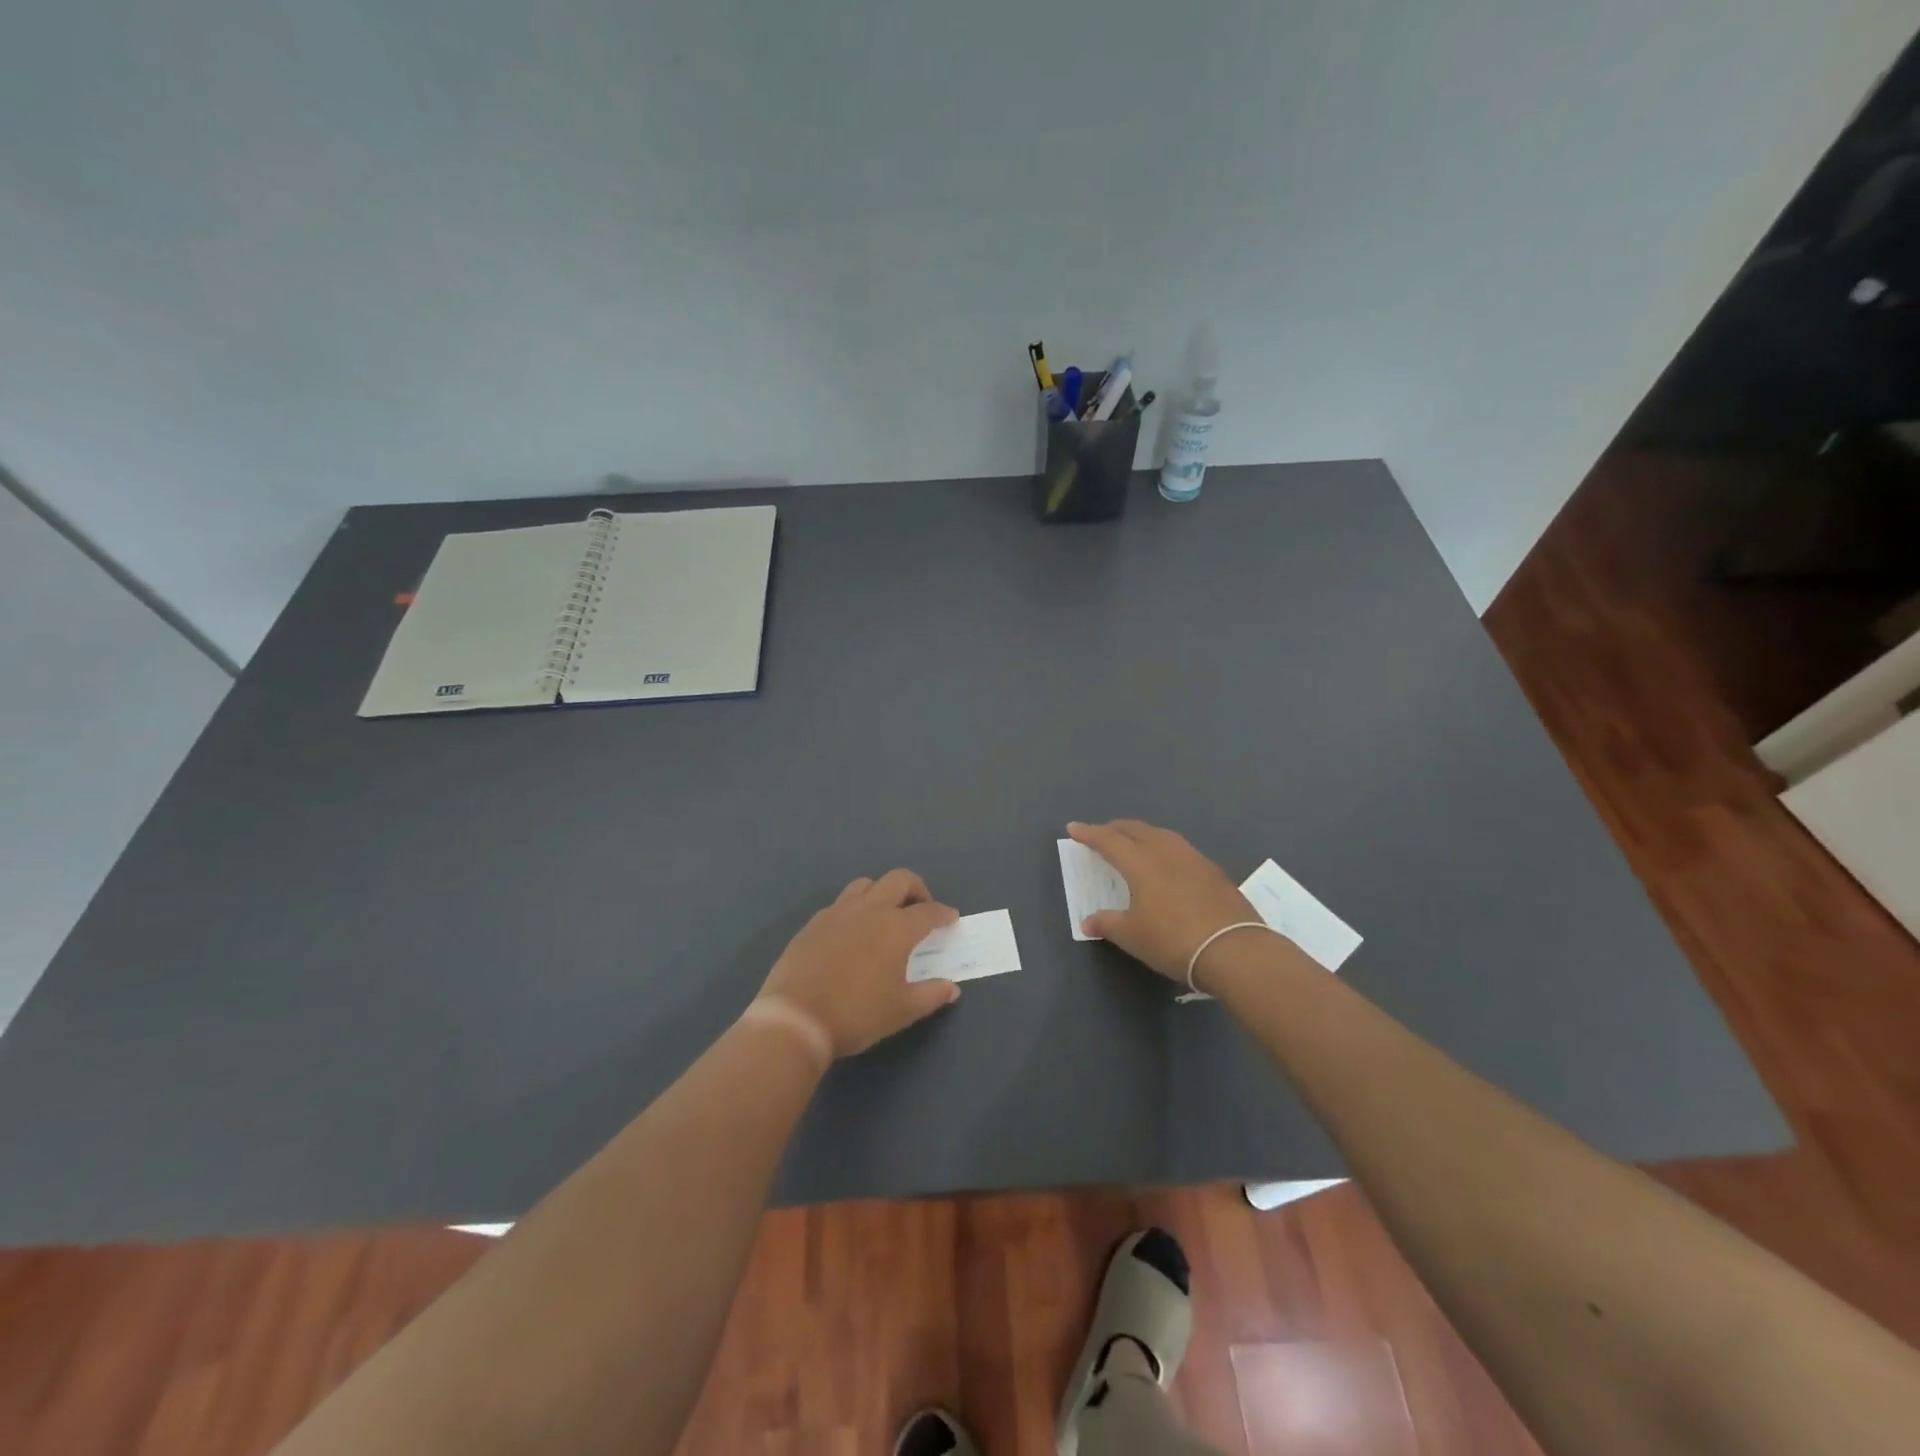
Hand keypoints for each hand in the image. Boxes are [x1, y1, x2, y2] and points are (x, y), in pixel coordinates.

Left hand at [757, 869, 961, 1058]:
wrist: (796, 1018)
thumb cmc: (857, 1014)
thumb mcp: (902, 1011)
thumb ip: (931, 995)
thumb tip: (952, 989)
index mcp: (896, 927)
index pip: (928, 911)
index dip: (943, 913)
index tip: (950, 918)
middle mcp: (870, 909)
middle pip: (899, 880)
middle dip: (916, 889)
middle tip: (921, 908)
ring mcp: (838, 912)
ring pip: (866, 884)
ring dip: (882, 892)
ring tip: (885, 915)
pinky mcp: (814, 922)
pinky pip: (840, 903)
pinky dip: (855, 909)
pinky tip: (852, 932)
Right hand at [1069, 820, 1261, 984]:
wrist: (1234, 950)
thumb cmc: (1173, 940)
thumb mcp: (1132, 936)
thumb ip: (1107, 924)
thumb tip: (1088, 922)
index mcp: (1140, 862)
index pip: (1108, 840)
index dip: (1089, 834)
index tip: (1073, 828)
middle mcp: (1165, 851)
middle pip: (1135, 830)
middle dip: (1115, 828)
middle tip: (1101, 833)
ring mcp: (1193, 858)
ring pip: (1160, 835)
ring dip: (1141, 834)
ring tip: (1133, 843)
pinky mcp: (1213, 871)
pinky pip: (1179, 848)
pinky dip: (1163, 848)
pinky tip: (1166, 863)